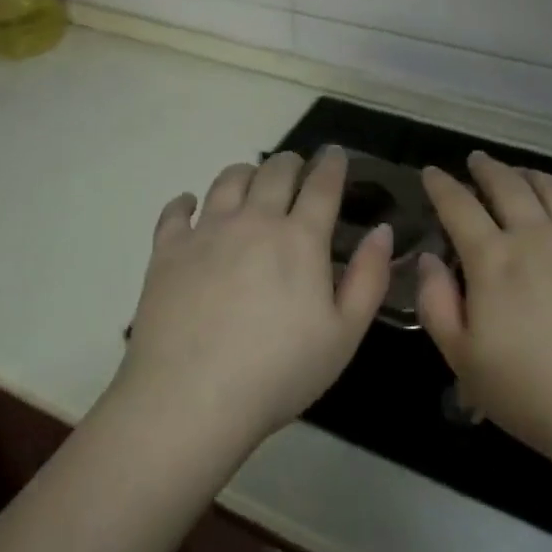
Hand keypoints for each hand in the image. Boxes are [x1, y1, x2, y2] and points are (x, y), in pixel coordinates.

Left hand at [114, 147, 392, 455]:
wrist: (191, 397)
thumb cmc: (278, 372)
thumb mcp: (344, 335)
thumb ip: (369, 278)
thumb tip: (383, 230)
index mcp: (299, 238)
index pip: (321, 184)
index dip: (332, 164)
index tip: (335, 154)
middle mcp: (253, 220)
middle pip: (275, 171)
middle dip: (291, 162)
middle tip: (297, 168)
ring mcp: (206, 231)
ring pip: (228, 179)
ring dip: (246, 173)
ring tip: (252, 180)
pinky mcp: (168, 249)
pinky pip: (176, 210)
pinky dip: (186, 201)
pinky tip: (190, 204)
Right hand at [416, 152, 551, 473]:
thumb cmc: (536, 395)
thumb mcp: (464, 361)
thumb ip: (436, 304)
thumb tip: (430, 258)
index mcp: (494, 259)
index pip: (459, 207)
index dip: (441, 186)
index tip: (431, 172)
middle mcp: (538, 236)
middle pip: (508, 186)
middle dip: (487, 169)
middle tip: (476, 160)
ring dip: (531, 175)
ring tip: (521, 172)